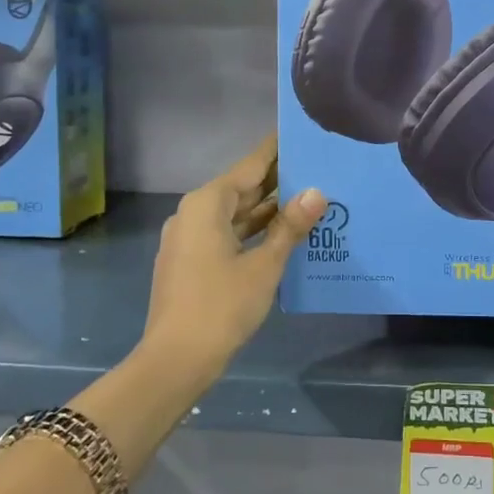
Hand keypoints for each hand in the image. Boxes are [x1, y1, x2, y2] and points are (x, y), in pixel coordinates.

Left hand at [142, 137, 325, 381]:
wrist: (175, 361)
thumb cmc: (221, 306)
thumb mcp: (264, 265)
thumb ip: (290, 226)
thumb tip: (317, 192)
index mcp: (207, 204)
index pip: (250, 165)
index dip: (277, 149)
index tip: (301, 132)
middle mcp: (194, 213)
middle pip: (242, 187)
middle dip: (278, 180)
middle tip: (319, 167)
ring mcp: (189, 238)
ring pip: (235, 213)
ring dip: (268, 209)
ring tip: (310, 197)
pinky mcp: (191, 261)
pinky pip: (227, 233)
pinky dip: (253, 231)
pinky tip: (284, 233)